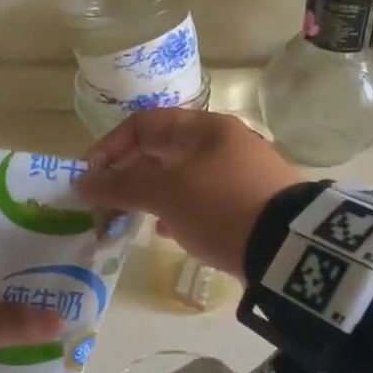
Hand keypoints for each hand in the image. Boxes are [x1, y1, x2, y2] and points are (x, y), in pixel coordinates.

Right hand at [78, 109, 301, 274]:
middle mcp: (222, 143)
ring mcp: (238, 173)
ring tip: (129, 219)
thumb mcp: (166, 194)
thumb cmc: (219, 208)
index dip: (110, 147)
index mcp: (203, 128)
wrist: (288, 248)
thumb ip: (121, 184)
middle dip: (128, 175)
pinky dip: (178, 210)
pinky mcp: (248, 202)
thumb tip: (84, 181)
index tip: (89, 178)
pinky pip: (201, 199)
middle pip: (161, 151)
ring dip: (151, 195)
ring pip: (180, 177)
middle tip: (105, 203)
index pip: (143, 124)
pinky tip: (167, 232)